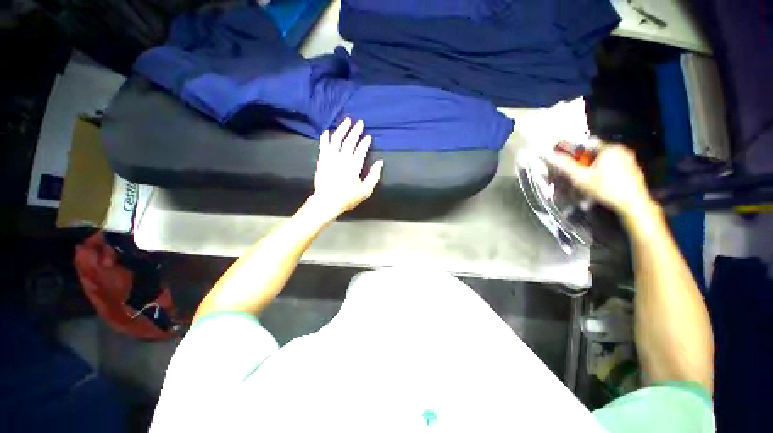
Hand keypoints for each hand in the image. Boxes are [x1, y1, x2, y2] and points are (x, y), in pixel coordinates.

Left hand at [308, 118, 382, 218]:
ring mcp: (331, 158)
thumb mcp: (366, 190)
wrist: (327, 202)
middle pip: (349, 141)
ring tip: (346, 121)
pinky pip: (324, 146)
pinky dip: (325, 138)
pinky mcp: (322, 161)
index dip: (365, 142)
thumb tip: (380, 162)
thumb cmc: (348, 198)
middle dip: (355, 131)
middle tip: (360, 123)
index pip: (361, 150)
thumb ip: (374, 176)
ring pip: (336, 140)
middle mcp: (342, 159)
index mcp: (354, 166)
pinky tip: (327, 131)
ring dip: (341, 129)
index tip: (368, 137)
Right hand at [547, 142, 656, 219]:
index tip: (570, 163)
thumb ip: (566, 166)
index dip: (575, 153)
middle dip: (585, 162)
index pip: (586, 144)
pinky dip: (606, 172)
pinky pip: (615, 166)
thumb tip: (551, 156)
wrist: (633, 203)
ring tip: (590, 182)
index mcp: (609, 148)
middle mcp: (621, 149)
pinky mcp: (633, 169)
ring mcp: (629, 159)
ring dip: (595, 168)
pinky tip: (603, 184)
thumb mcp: (582, 178)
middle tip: (579, 176)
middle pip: (595, 153)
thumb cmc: (606, 188)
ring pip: (605, 160)